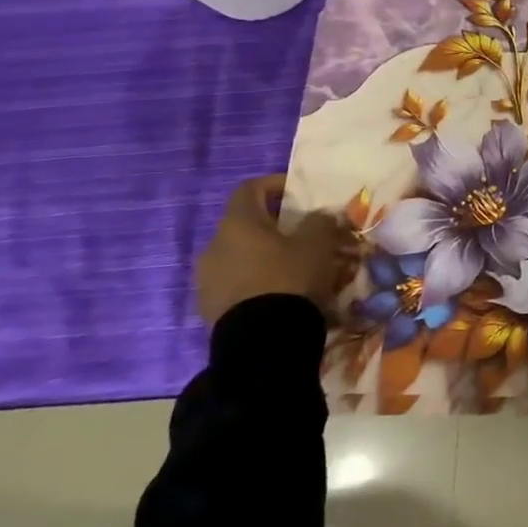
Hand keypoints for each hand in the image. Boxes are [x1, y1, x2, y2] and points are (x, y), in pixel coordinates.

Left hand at [196, 174, 344, 324]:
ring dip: (265, 255)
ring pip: (240, 255)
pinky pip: (236, 282)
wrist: (261, 342)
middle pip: (246, 224)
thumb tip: (319, 216)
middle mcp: (214, 246)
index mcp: (237, 224)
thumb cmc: (290, 278)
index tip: (299, 193)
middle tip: (303, 234)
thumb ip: (320, 221)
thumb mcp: (318, 243)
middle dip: (275, 226)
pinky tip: (281, 292)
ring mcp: (207, 279)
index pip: (250, 188)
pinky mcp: (209, 308)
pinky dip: (257, 279)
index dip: (275, 184)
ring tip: (295, 267)